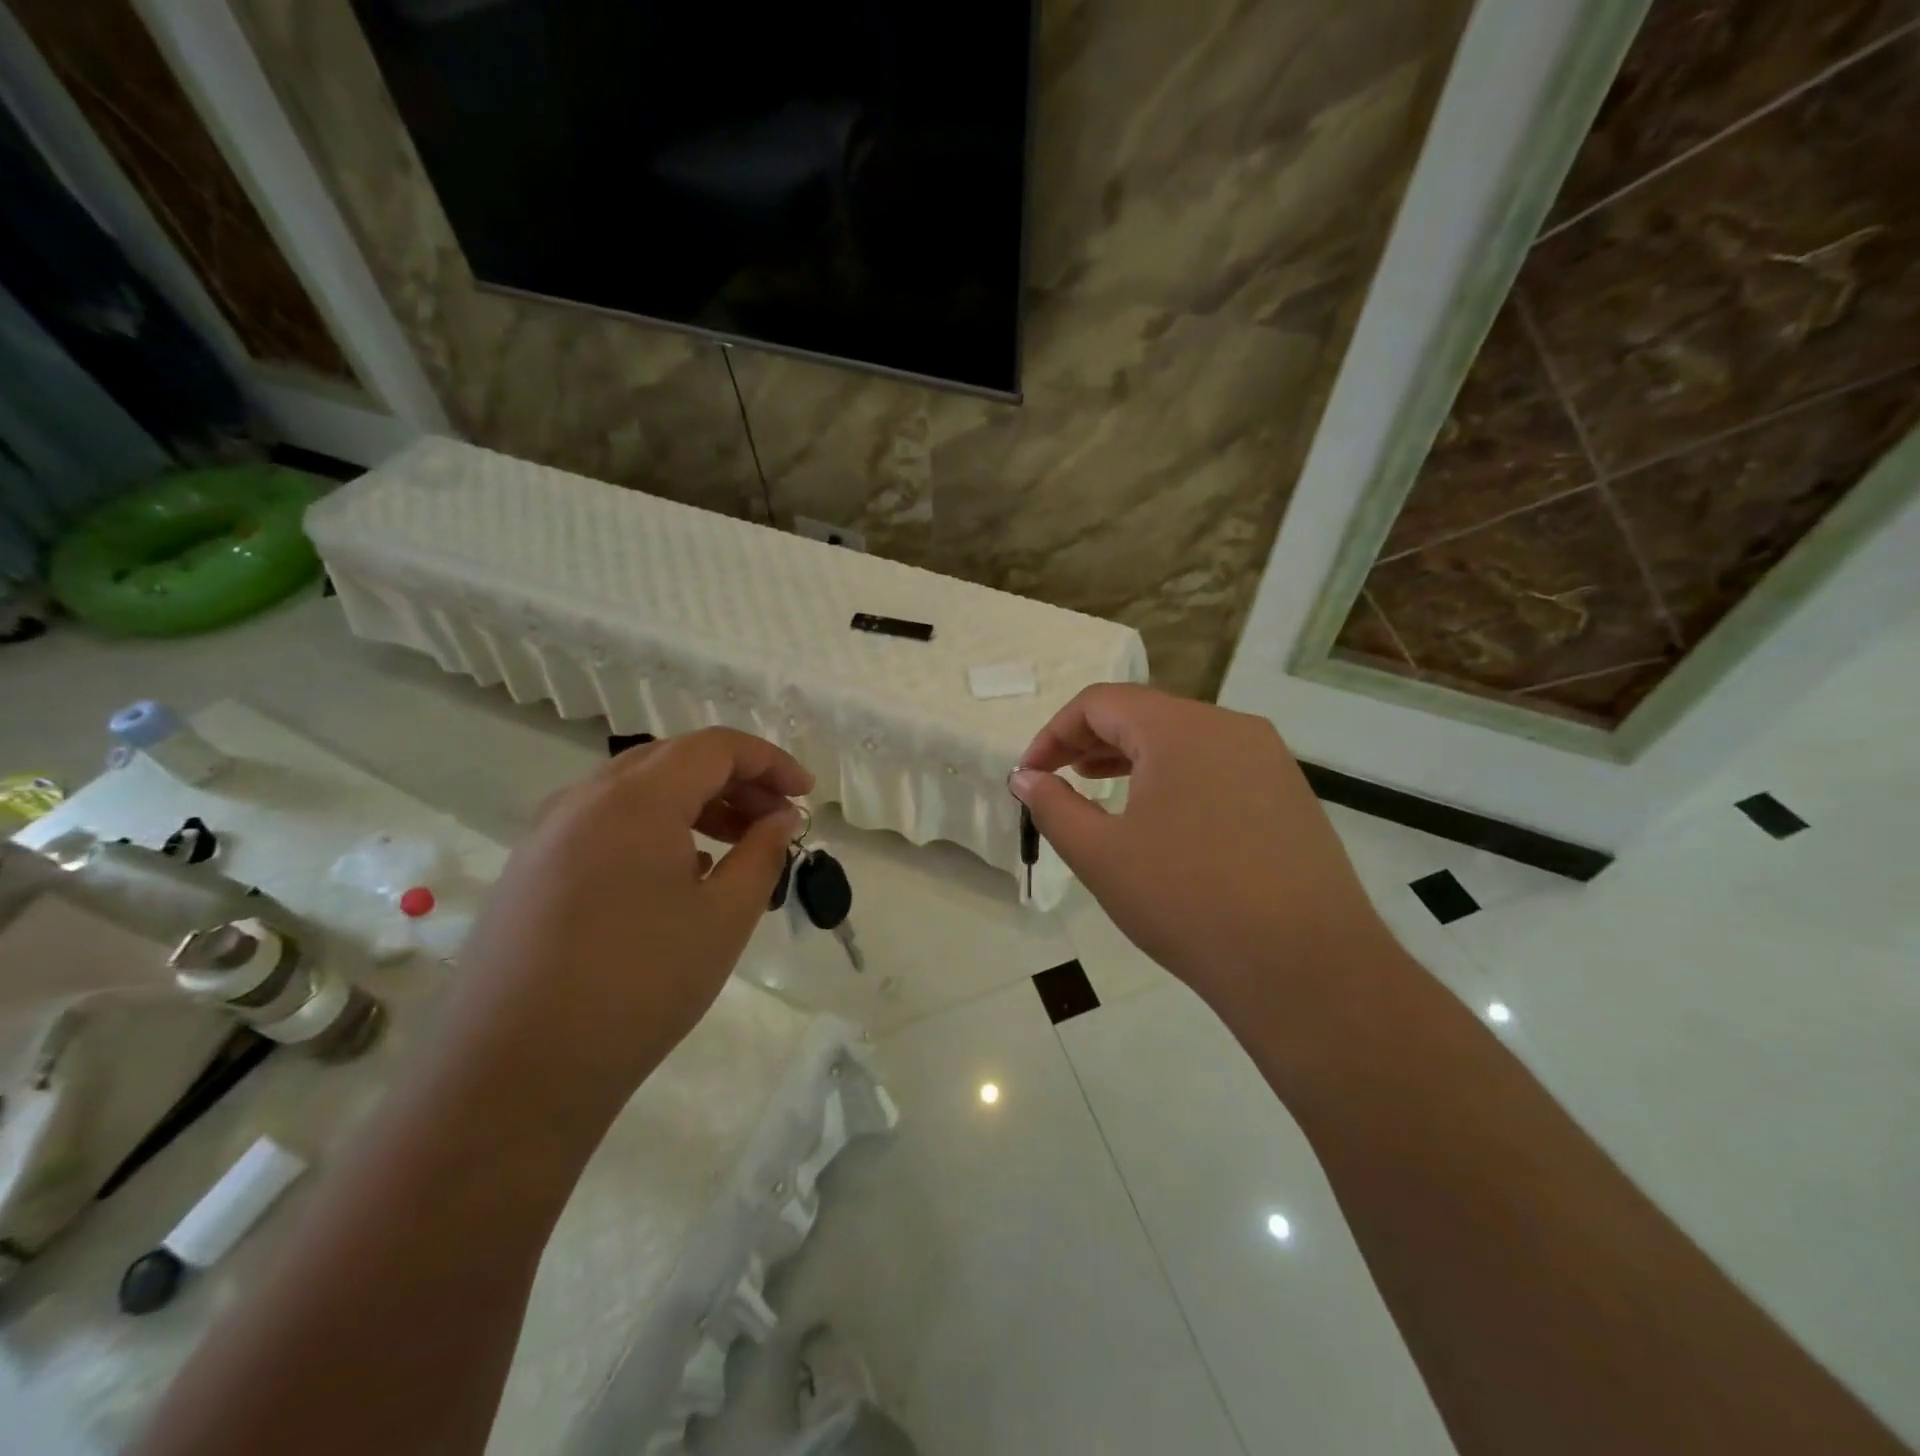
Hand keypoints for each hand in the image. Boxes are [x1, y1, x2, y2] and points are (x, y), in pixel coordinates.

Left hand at [445, 729, 810, 1112]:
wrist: (514, 1074)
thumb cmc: (640, 985)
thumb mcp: (725, 916)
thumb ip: (763, 852)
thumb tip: (782, 816)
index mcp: (635, 798)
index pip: (715, 747)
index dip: (769, 761)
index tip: (805, 794)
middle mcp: (584, 799)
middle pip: (674, 760)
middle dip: (735, 781)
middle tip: (776, 819)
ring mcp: (547, 834)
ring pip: (636, 791)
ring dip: (694, 804)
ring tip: (735, 846)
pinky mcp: (529, 870)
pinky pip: (604, 824)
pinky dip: (654, 828)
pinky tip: (677, 875)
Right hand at [1011, 685, 1390, 1015]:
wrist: (1306, 967)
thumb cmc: (1187, 901)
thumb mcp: (1101, 855)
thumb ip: (1054, 807)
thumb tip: (1026, 778)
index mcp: (1180, 728)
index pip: (1101, 702)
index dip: (1054, 732)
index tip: (1030, 774)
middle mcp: (1229, 727)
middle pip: (1143, 714)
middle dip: (1090, 742)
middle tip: (1057, 779)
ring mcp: (1267, 759)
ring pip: (1182, 739)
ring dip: (1131, 758)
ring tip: (1098, 787)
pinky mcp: (1289, 794)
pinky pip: (1216, 766)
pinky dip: (1174, 777)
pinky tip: (1161, 819)